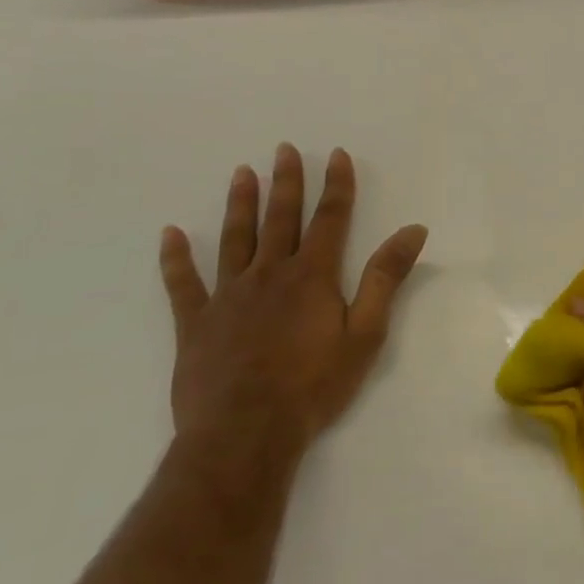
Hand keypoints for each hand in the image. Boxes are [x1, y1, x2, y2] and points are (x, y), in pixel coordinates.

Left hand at [159, 144, 427, 455]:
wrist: (245, 434)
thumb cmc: (314, 384)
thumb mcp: (366, 333)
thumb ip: (386, 278)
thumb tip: (413, 230)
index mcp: (312, 276)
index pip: (330, 218)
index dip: (336, 185)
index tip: (335, 154)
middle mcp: (269, 274)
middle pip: (280, 219)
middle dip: (286, 182)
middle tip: (283, 149)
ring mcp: (227, 297)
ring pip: (235, 240)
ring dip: (240, 205)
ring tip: (242, 173)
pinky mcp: (195, 324)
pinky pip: (182, 284)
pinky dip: (175, 259)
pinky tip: (170, 234)